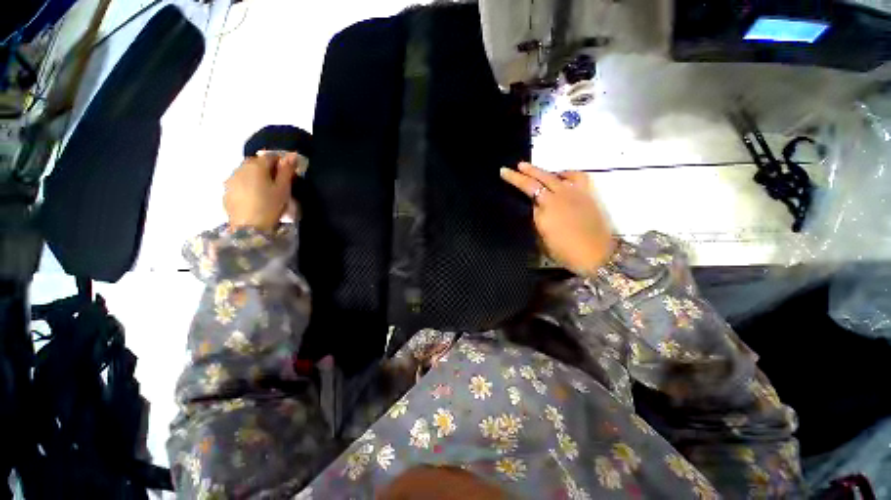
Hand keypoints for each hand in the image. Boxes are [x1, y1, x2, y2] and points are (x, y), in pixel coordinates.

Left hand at [224, 152, 297, 231]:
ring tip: (265, 190)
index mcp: (256, 166)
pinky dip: (247, 185)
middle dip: (266, 168)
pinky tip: (254, 197)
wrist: (249, 227)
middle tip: (277, 181)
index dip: (281, 163)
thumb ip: (287, 171)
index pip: (270, 156)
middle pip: (255, 162)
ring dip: (255, 176)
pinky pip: (239, 183)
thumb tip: (291, 155)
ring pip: (245, 172)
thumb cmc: (270, 205)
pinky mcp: (226, 191)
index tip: (288, 173)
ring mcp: (231, 180)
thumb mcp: (283, 188)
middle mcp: (240, 168)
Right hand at [501, 162, 615, 274]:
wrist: (597, 254)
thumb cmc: (566, 251)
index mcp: (546, 208)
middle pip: (539, 178)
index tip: (504, 172)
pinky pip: (577, 176)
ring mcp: (575, 193)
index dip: (515, 179)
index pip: (527, 189)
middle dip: (525, 171)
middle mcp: (559, 196)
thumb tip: (536, 205)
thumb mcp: (543, 238)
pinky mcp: (588, 194)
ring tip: (533, 169)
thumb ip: (537, 218)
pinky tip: (561, 176)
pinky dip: (566, 173)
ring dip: (541, 171)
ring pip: (555, 175)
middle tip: (515, 166)